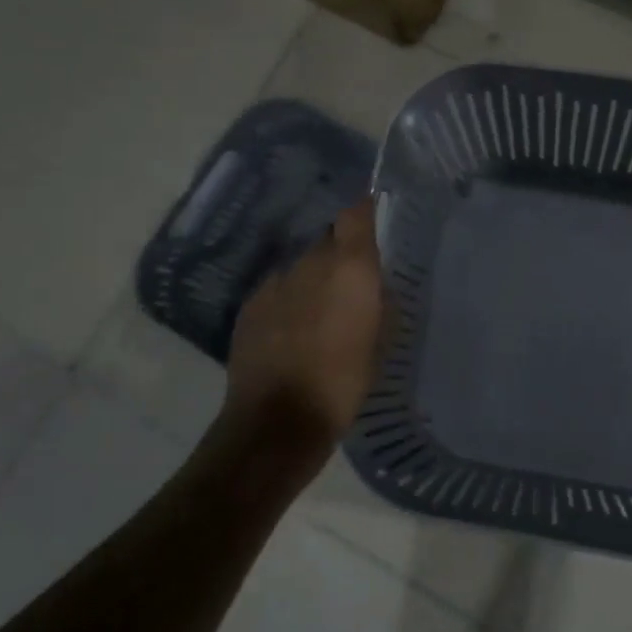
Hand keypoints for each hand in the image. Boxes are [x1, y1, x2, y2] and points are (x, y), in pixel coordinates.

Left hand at [224, 199, 385, 444]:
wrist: (278, 419)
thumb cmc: (344, 382)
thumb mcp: (381, 342)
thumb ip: (379, 303)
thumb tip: (375, 286)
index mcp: (349, 268)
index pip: (357, 214)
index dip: (366, 211)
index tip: (376, 216)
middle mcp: (310, 263)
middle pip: (328, 240)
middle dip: (341, 254)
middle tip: (354, 280)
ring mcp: (275, 282)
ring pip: (302, 266)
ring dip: (314, 278)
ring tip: (322, 310)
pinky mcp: (250, 305)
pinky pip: (278, 289)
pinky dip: (290, 300)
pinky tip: (294, 329)